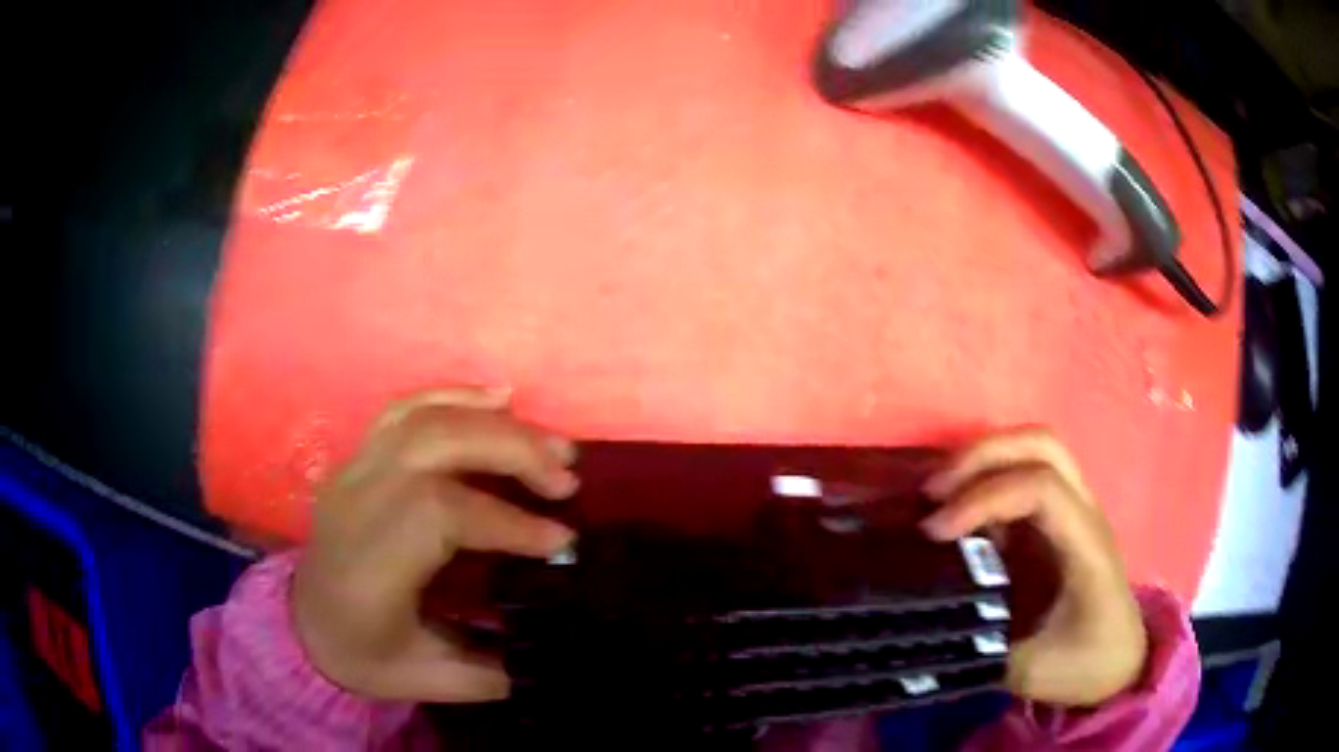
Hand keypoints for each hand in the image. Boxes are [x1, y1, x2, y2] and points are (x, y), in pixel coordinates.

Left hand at [293, 388, 578, 702]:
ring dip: (495, 424)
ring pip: (423, 419)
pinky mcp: (358, 457)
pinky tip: (500, 398)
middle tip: (568, 479)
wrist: (306, 625)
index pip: (439, 515)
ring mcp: (353, 471)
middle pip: (433, 446)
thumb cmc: (365, 655)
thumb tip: (560, 643)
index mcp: (370, 565)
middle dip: (510, 453)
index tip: (562, 541)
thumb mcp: (431, 680)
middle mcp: (356, 503)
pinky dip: (455, 395)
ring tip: (552, 444)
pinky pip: (405, 409)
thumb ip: (495, 667)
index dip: (506, 521)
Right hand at [919, 428, 1147, 706]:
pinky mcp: (1058, 520)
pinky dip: (986, 481)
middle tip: (932, 493)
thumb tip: (930, 624)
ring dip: (982, 460)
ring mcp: (1074, 509)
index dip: (984, 498)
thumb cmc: (1085, 663)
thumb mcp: (1032, 671)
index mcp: (1086, 546)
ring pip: (1034, 448)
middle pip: (1041, 444)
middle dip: (981, 456)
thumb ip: (984, 645)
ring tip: (939, 495)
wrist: (1119, 660)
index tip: (936, 533)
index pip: (1040, 487)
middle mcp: (1084, 512)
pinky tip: (959, 516)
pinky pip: (1023, 476)